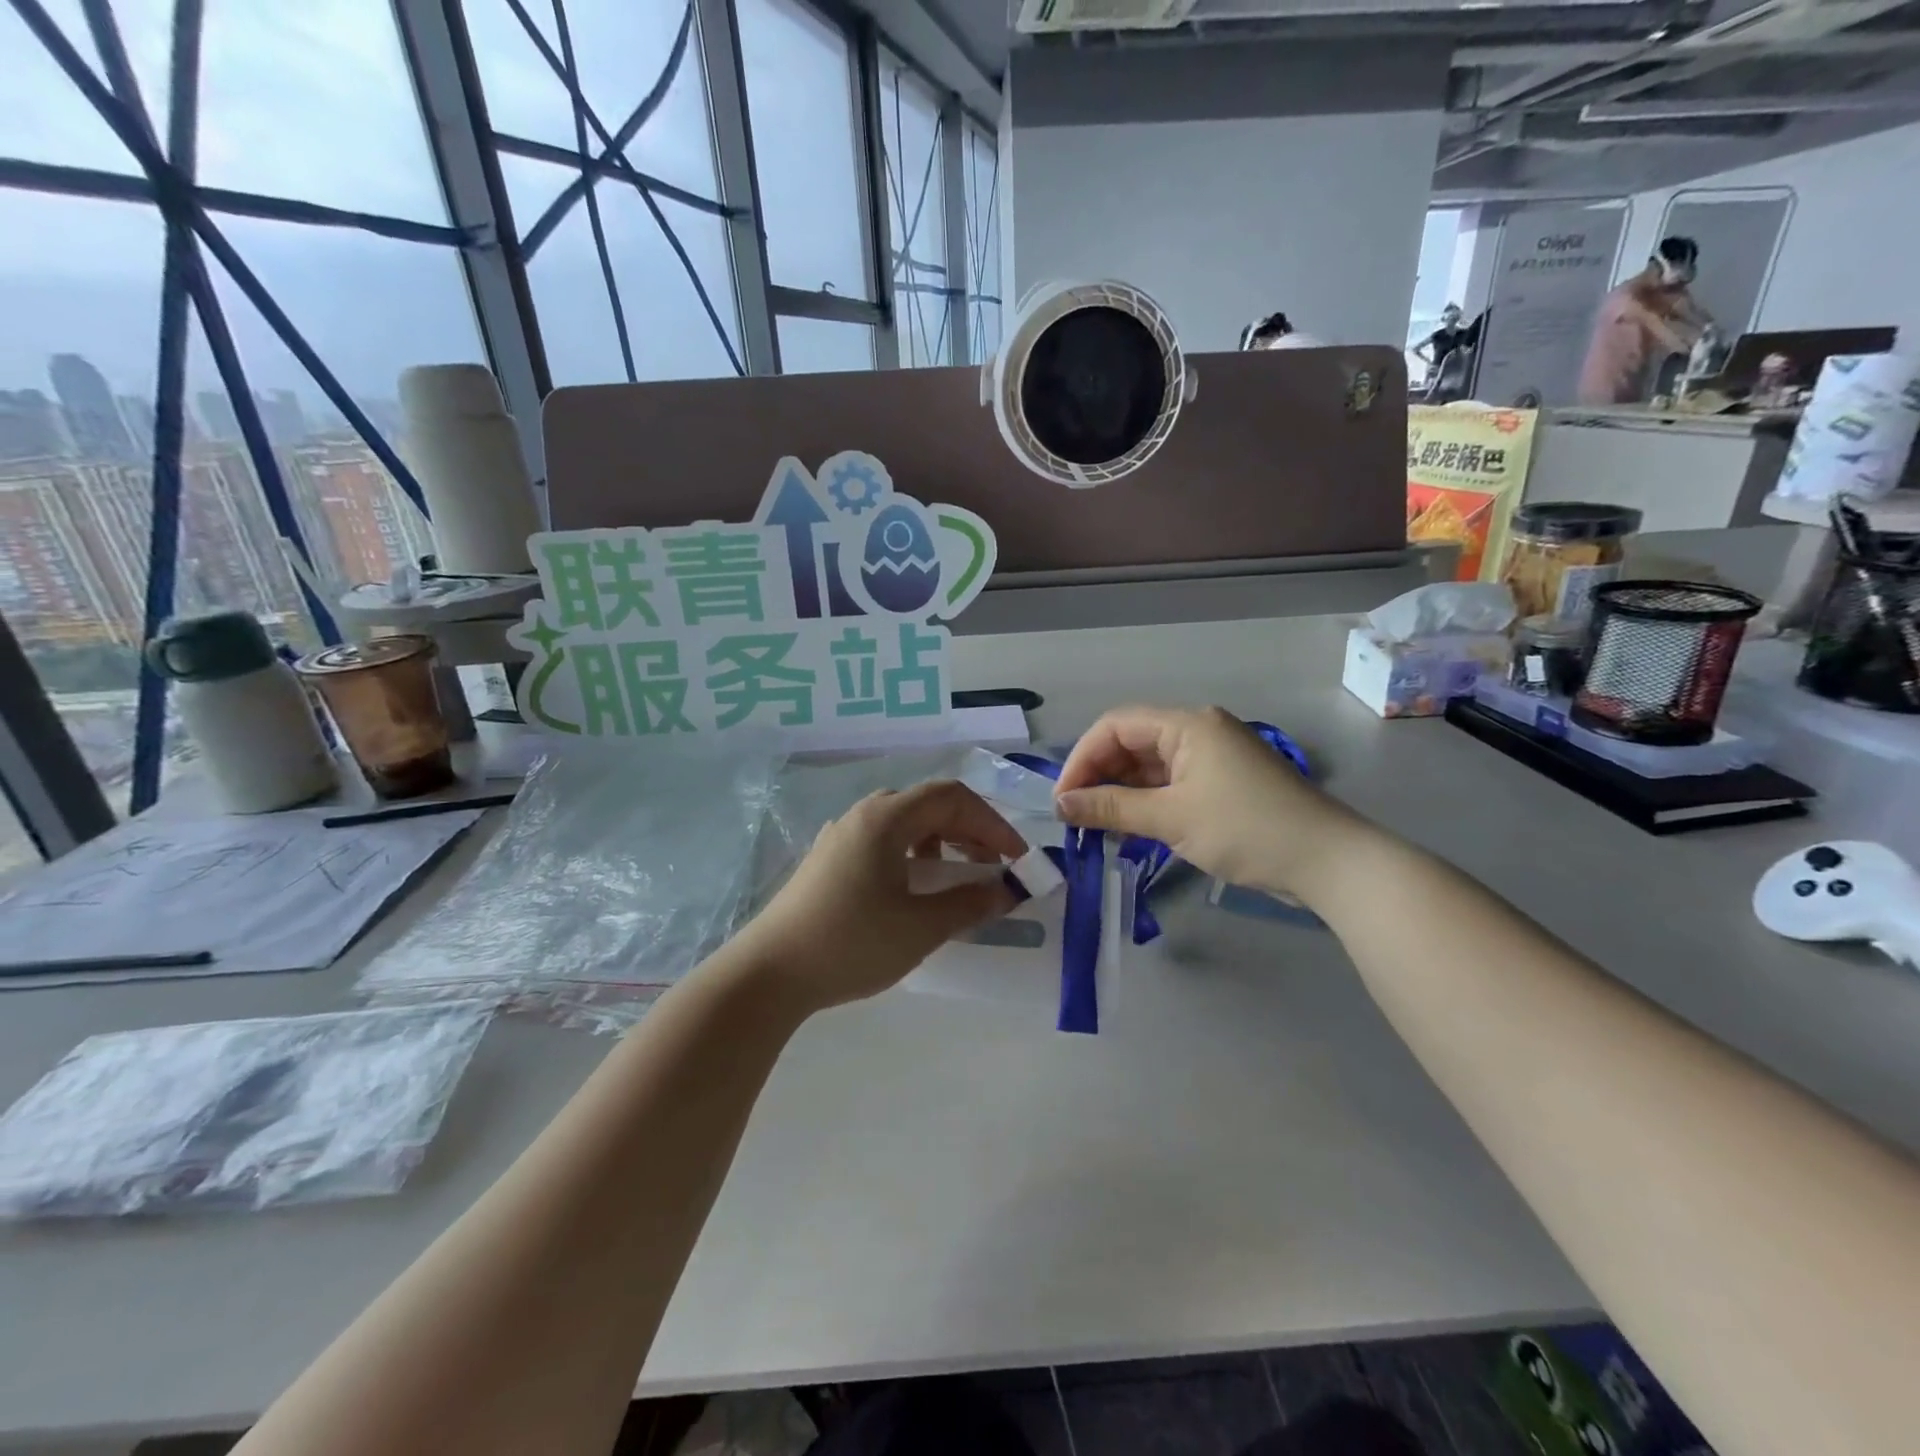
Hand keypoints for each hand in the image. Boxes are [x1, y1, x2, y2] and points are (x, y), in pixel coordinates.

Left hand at [735, 780, 1025, 1015]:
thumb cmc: (851, 943)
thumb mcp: (920, 927)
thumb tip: (1006, 890)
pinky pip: (883, 841)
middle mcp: (862, 815)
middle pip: (929, 804)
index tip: (1016, 859)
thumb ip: (969, 904)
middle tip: (993, 867)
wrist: (768, 974)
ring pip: (905, 822)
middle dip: (969, 830)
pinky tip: (916, 889)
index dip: (992, 823)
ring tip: (959, 876)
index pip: (952, 798)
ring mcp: (841, 836)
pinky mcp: (828, 859)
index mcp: (886, 819)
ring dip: (941, 841)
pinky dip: (913, 854)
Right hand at [1053, 705, 1368, 901]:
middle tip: (1076, 817)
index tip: (1062, 800)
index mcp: (1187, 724)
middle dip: (1098, 776)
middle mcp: (1198, 730)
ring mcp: (1212, 756)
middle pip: (1131, 743)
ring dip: (1120, 792)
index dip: (1082, 759)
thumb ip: (1110, 808)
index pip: (1115, 726)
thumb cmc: (1246, 830)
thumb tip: (1059, 805)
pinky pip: (1170, 783)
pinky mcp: (1222, 782)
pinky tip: (1128, 827)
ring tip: (1096, 826)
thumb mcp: (1171, 818)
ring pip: (1149, 766)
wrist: (1329, 861)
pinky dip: (1146, 802)